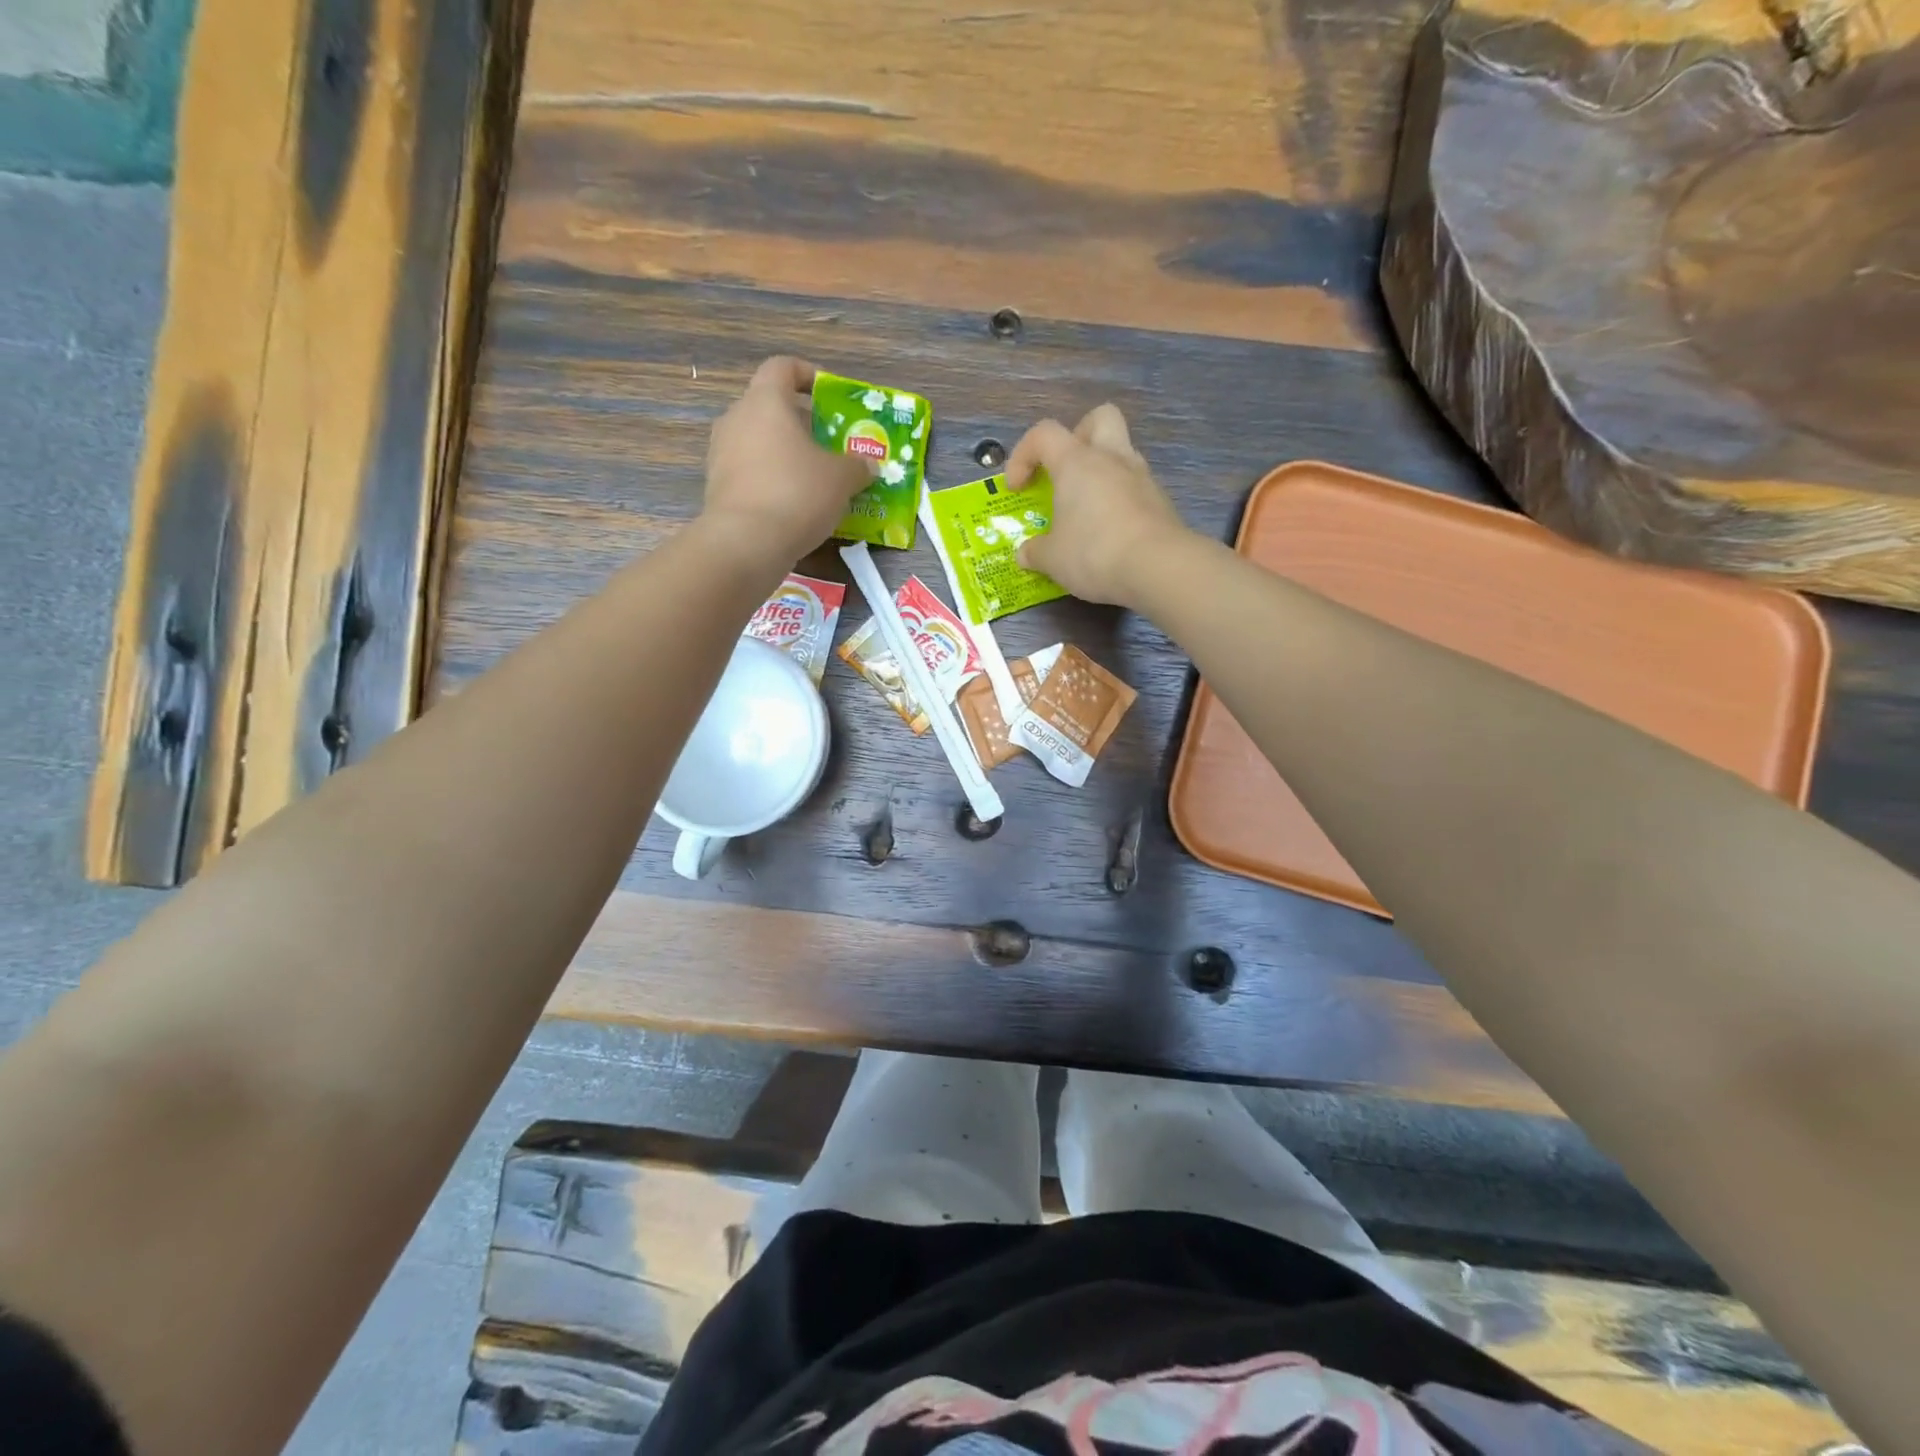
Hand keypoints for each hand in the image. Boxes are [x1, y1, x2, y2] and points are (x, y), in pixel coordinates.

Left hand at [703, 356, 873, 567]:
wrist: (746, 543)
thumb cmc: (797, 493)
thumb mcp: (841, 479)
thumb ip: (857, 466)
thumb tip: (867, 464)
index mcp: (765, 401)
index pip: (783, 367)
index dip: (808, 375)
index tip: (830, 395)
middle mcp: (736, 419)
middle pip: (771, 408)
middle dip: (802, 423)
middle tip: (830, 445)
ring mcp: (721, 454)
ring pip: (759, 442)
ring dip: (786, 455)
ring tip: (815, 479)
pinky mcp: (717, 487)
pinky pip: (750, 473)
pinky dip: (771, 480)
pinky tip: (794, 505)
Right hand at [1007, 404, 1187, 607]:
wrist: (1158, 568)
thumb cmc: (1094, 553)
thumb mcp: (1052, 559)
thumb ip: (1035, 552)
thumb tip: (1026, 554)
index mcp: (1077, 462)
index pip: (1044, 434)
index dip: (1023, 455)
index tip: (1018, 489)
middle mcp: (1112, 459)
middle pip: (1099, 419)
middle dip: (1079, 438)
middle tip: (1065, 472)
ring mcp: (1142, 477)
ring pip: (1121, 454)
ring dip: (1102, 473)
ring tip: (1087, 510)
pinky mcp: (1161, 502)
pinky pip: (1135, 488)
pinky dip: (1120, 501)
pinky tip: (1111, 533)